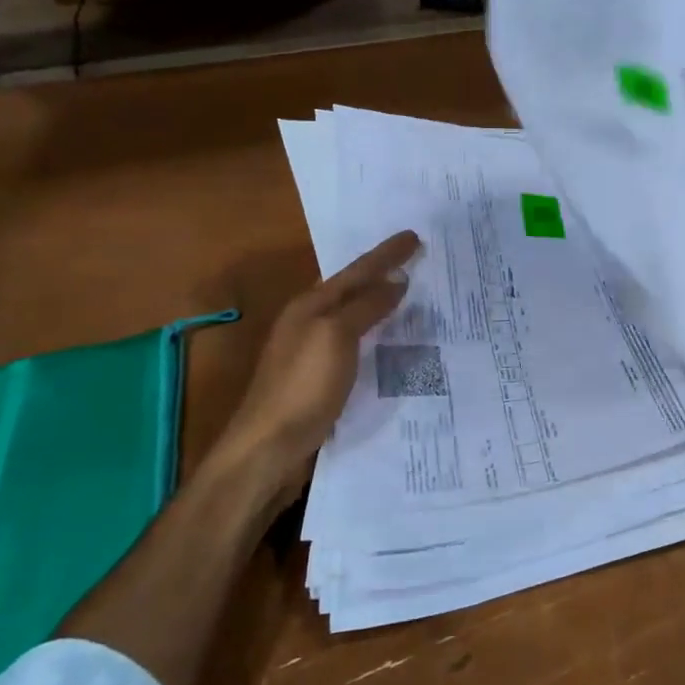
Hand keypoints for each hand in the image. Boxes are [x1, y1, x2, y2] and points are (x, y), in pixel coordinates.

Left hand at [208, 230, 420, 497]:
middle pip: (353, 288)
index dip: (387, 253)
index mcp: (310, 305)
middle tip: (416, 259)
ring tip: (413, 294)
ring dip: (381, 302)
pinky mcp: (321, 379)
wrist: (268, 448)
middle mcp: (309, 322)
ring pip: (355, 316)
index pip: (357, 270)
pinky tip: (393, 341)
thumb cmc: (303, 386)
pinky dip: (377, 333)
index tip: (415, 235)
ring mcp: (313, 351)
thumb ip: (366, 306)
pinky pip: (357, 343)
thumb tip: (397, 280)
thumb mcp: (336, 337)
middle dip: (383, 272)